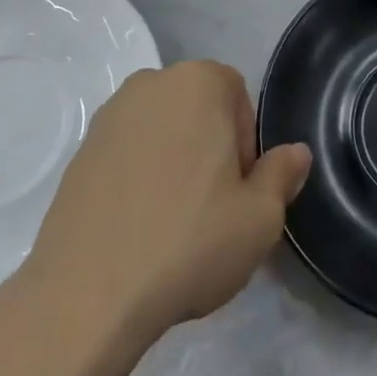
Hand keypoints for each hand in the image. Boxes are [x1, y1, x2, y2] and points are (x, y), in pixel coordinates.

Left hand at [20, 61, 311, 348]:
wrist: (86, 294)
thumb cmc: (188, 243)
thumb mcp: (259, 218)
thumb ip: (282, 175)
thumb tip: (297, 153)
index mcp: (199, 81)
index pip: (238, 98)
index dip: (245, 146)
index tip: (237, 192)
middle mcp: (152, 83)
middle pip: (198, 111)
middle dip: (210, 150)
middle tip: (210, 210)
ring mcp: (109, 115)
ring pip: (162, 132)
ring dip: (173, 163)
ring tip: (171, 224)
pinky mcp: (80, 151)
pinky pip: (126, 154)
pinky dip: (138, 179)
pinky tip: (137, 229)